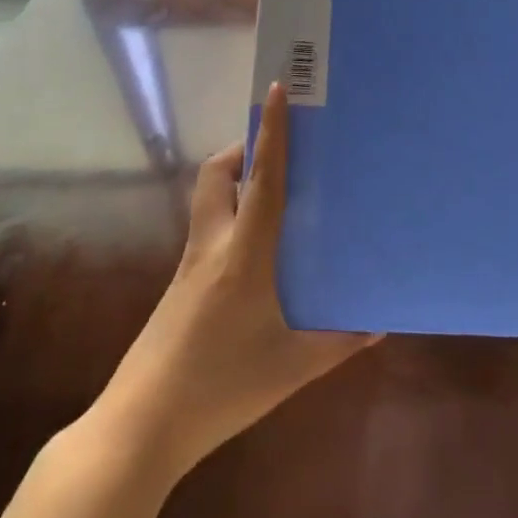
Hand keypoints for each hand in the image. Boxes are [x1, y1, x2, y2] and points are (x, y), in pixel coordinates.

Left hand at [94, 82, 378, 477]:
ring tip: (275, 195)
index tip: (277, 90)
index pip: (261, 179)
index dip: (270, 132)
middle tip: (279, 152)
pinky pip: (208, 231)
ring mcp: (189, 265)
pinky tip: (258, 253)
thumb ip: (338, 342)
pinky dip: (232, 218)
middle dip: (243, 149)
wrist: (141, 426)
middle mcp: (212, 246)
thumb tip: (377, 324)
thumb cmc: (221, 388)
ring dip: (235, 181)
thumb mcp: (291, 368)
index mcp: (243, 254)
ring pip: (208, 200)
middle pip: (217, 175)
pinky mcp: (180, 286)